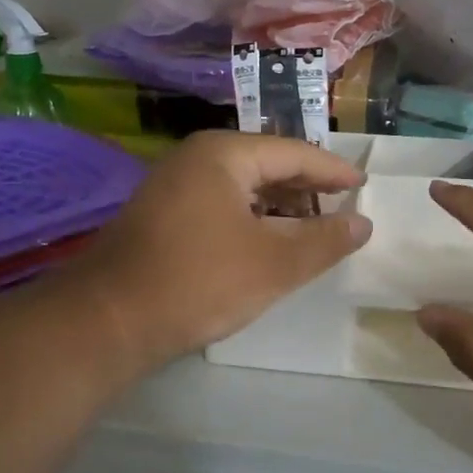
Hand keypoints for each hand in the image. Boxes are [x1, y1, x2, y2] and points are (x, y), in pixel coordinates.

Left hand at [71, 132, 371, 370]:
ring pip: (243, 188)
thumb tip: (363, 223)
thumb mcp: (274, 264)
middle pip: (267, 165)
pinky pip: (221, 205)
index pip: (294, 152)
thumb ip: (324, 240)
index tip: (364, 186)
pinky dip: (252, 220)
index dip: (333, 171)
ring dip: (280, 208)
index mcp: (224, 154)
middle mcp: (196, 158)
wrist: (109, 320)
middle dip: (307, 189)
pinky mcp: (163, 215)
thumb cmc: (199, 282)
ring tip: (313, 231)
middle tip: (343, 211)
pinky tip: (268, 245)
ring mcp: (174, 185)